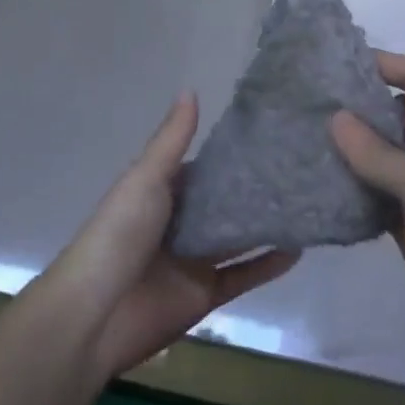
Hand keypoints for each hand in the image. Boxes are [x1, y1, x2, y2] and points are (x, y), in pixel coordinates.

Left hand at [42, 93, 297, 380]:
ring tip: (309, 202)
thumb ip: (171, 141)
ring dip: (267, 224)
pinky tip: (299, 249)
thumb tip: (191, 90)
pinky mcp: (206, 294)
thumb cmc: (118, 236)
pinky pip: (243, 275)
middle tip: (302, 168)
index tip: (273, 137)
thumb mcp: (145, 180)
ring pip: (238, 238)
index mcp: (161, 193)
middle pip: (224, 203)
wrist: (95, 314)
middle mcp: (180, 223)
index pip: (204, 169)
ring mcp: (194, 260)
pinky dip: (268, 264)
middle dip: (257, 189)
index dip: (233, 155)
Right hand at [330, 53, 404, 396]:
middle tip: (311, 102)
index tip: (337, 61)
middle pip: (404, 115)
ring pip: (390, 155)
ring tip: (307, 136)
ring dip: (357, 147)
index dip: (386, 65)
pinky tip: (322, 181)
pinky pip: (383, 193)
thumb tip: (335, 118)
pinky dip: (358, 186)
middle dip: (364, 106)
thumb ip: (379, 154)